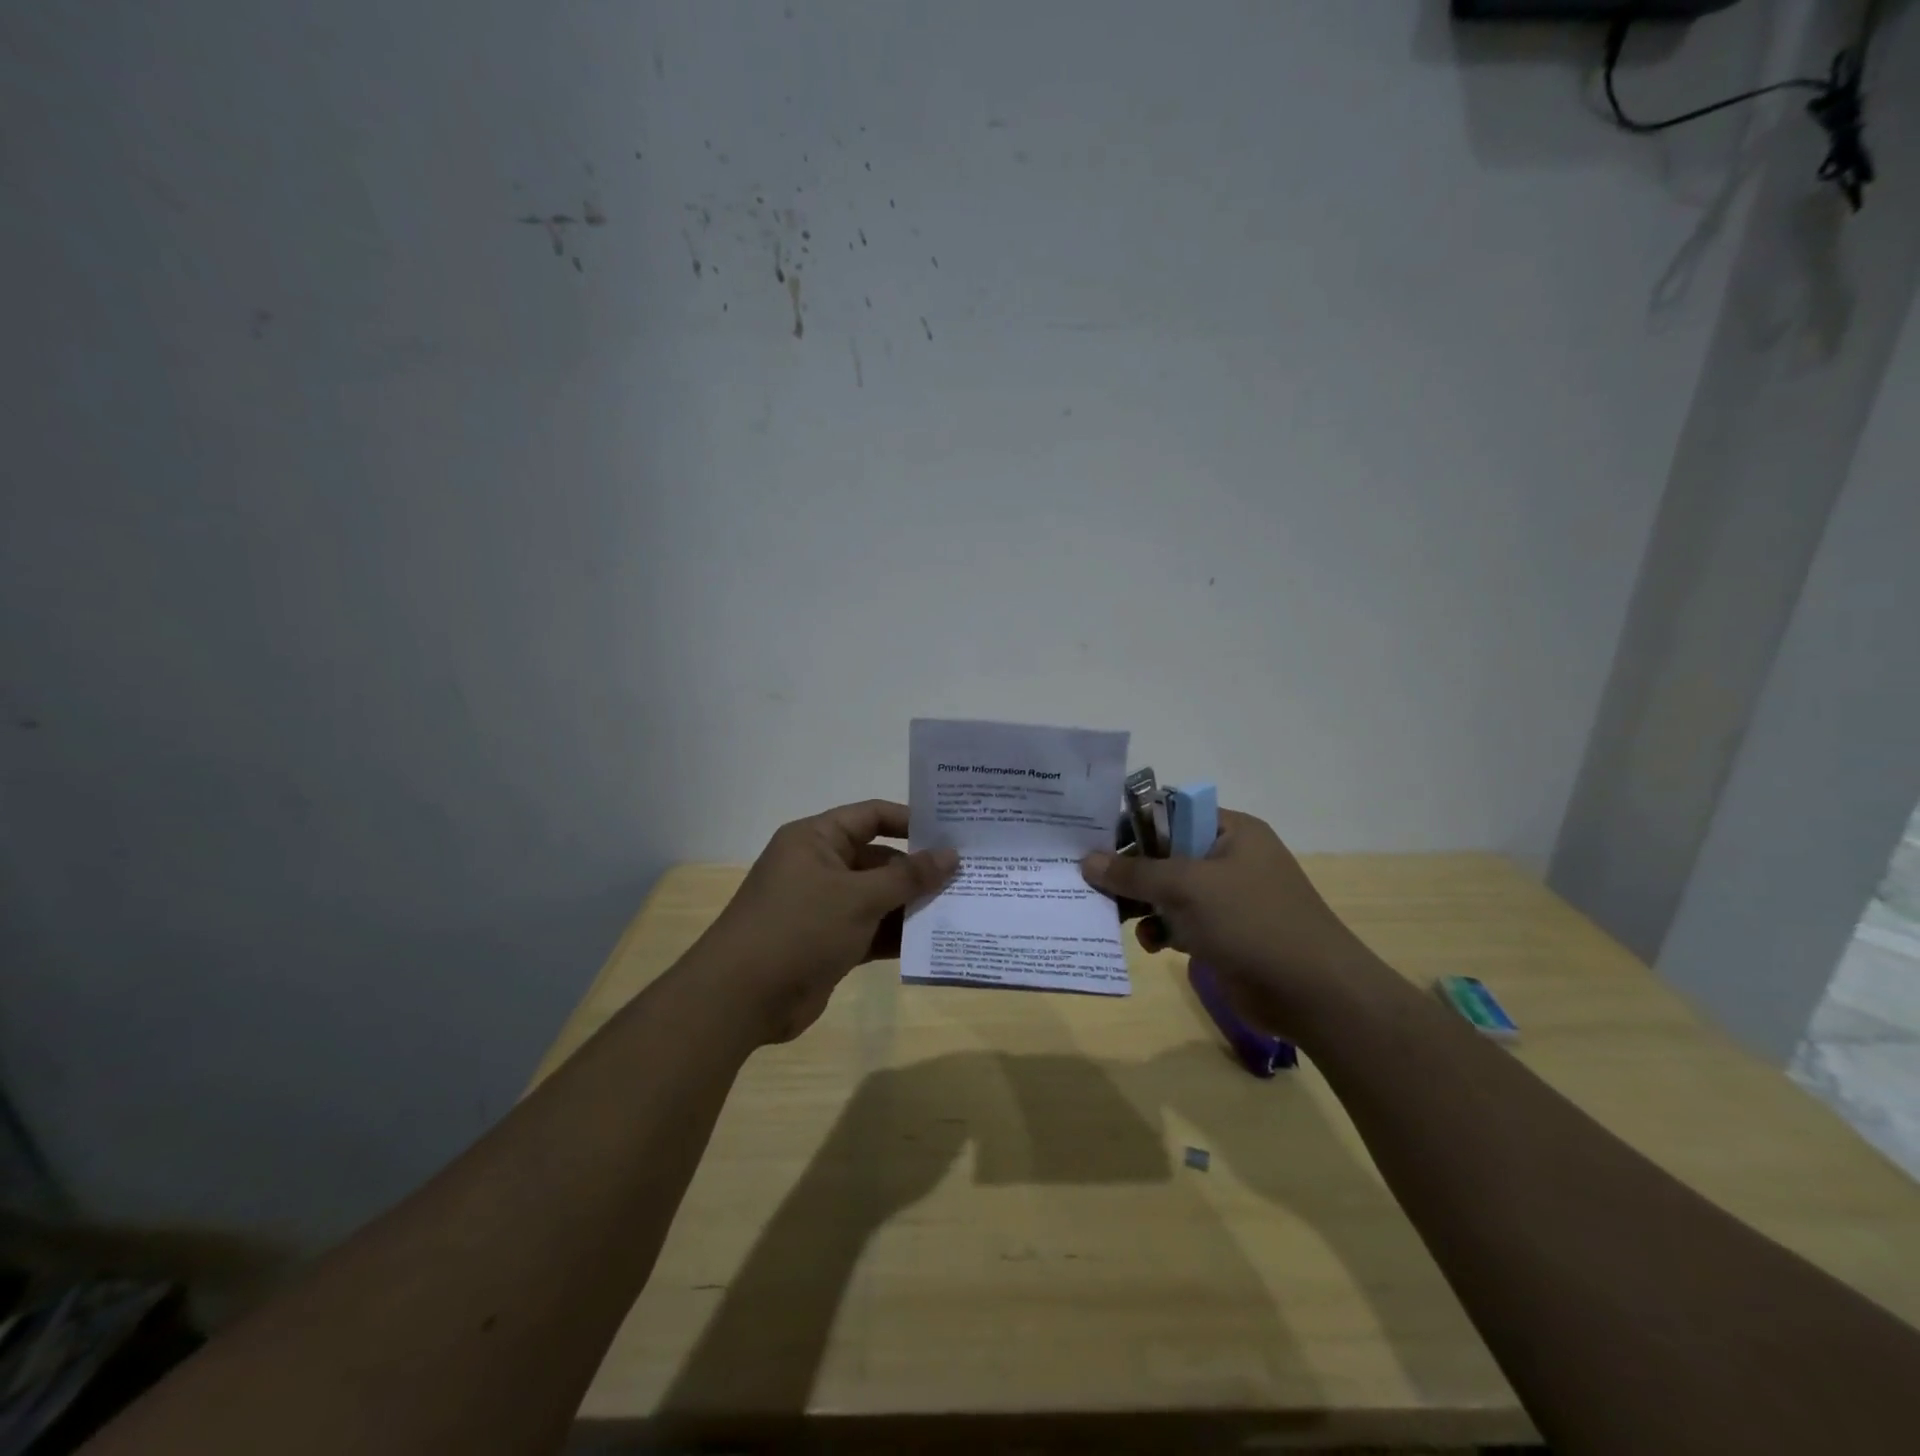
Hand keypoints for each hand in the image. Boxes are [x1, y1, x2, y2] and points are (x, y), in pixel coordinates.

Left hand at [700, 800, 957, 1043]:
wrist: (741, 999)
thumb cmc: (799, 928)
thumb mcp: (859, 897)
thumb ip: (908, 877)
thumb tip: (951, 855)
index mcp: (817, 839)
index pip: (871, 816)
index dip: (911, 821)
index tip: (953, 832)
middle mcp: (820, 866)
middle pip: (879, 859)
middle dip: (919, 870)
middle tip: (968, 876)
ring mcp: (824, 907)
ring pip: (878, 897)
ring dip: (912, 904)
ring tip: (961, 907)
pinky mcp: (829, 943)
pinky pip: (871, 930)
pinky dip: (897, 934)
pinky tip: (934, 940)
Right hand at [1080, 809, 1382, 1040]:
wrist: (1313, 993)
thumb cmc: (1251, 921)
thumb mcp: (1187, 887)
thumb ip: (1135, 873)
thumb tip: (1087, 861)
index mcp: (1231, 831)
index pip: (1170, 813)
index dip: (1132, 825)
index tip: (1093, 841)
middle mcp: (1228, 859)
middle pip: (1164, 854)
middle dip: (1130, 871)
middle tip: (1091, 882)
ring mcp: (1226, 899)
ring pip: (1167, 891)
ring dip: (1141, 904)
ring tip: (1113, 916)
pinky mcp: (1222, 934)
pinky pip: (1179, 922)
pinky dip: (1160, 930)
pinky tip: (1150, 944)